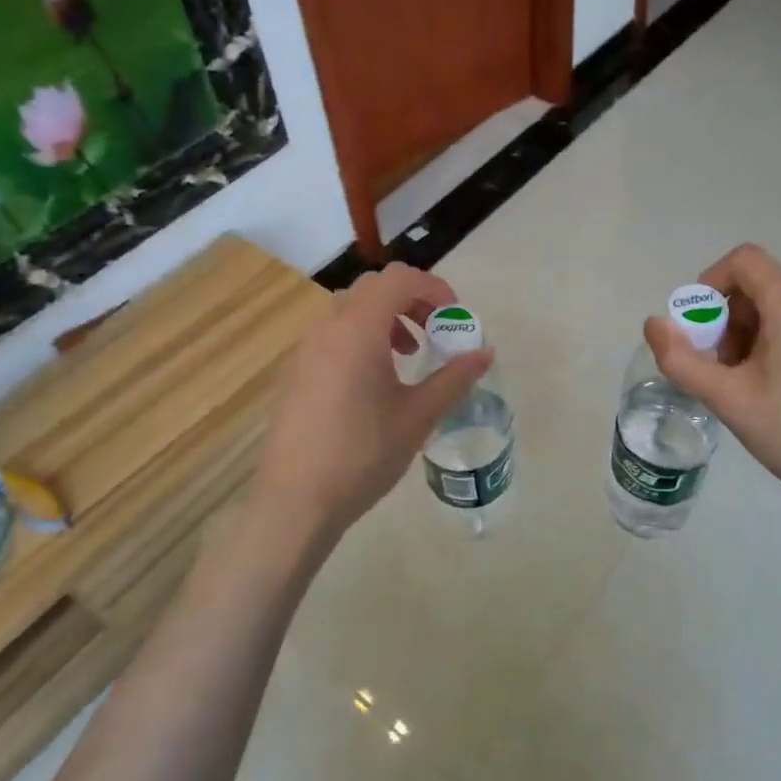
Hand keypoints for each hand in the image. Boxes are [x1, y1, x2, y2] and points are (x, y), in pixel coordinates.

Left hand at [252, 263, 491, 541]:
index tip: (454, 319)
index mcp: (358, 329)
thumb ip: (454, 378)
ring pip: (351, 309)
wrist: (296, 501)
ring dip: (386, 318)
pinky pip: (333, 333)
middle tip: (435, 333)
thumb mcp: (418, 416)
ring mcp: (305, 348)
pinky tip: (374, 382)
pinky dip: (362, 337)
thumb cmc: (363, 454)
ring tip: (408, 356)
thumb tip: (485, 353)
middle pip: (375, 288)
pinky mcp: (295, 370)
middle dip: (412, 301)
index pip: (399, 279)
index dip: (434, 288)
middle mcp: (328, 327)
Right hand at [644, 244, 780, 579]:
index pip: (743, 260)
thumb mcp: (728, 399)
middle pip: (765, 284)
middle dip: (733, 317)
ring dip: (759, 329)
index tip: (700, 326)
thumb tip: (653, 324)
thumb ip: (680, 359)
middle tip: (725, 365)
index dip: (710, 283)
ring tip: (755, 380)